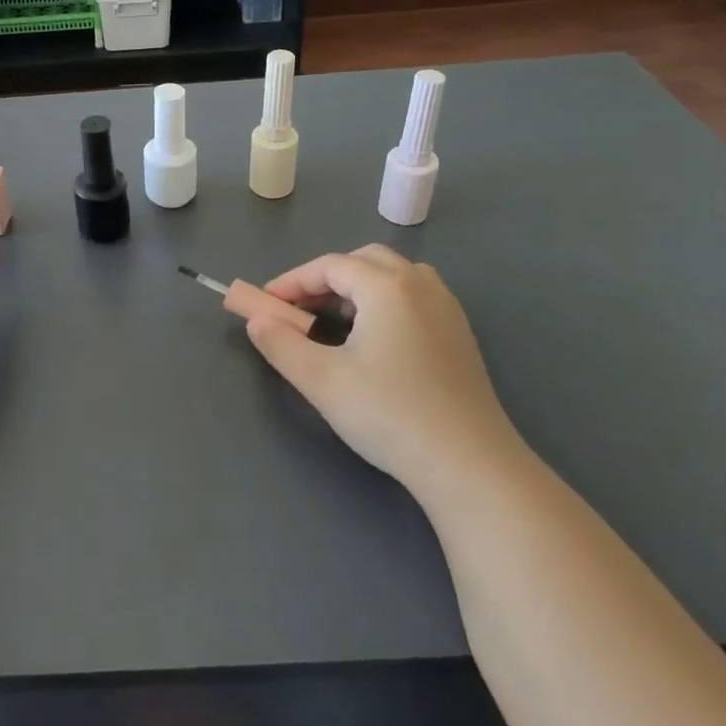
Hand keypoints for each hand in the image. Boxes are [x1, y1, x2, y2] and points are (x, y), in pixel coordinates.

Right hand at [246, 245, 523, 494]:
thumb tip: (256, 320)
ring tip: (335, 321)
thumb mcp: (321, 380)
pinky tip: (374, 339)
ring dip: (358, 287)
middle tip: (299, 310)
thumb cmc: (389, 414)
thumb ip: (281, 344)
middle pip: (364, 260)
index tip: (264, 304)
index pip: (329, 266)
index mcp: (387, 287)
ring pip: (394, 275)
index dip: (291, 282)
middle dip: (326, 278)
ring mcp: (447, 309)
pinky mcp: (460, 335)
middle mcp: (421, 285)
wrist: (469, 464)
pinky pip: (415, 297)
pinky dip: (384, 302)